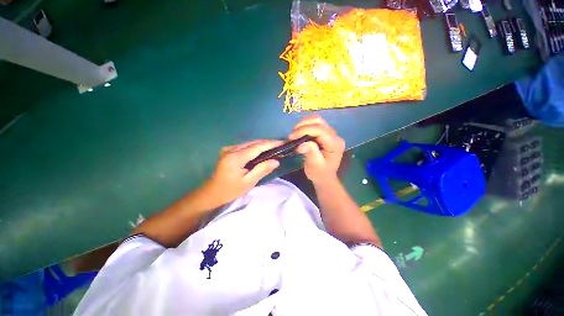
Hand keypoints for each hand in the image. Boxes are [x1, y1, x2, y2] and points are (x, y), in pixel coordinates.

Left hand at [201, 139, 282, 205]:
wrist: (212, 192)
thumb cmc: (230, 190)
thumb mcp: (248, 182)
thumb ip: (262, 170)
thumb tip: (276, 161)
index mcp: (235, 158)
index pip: (257, 147)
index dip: (271, 144)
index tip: (283, 143)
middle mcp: (231, 149)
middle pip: (254, 143)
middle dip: (268, 143)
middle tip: (281, 147)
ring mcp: (229, 148)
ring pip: (250, 143)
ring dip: (262, 145)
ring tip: (274, 149)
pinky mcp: (229, 150)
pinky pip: (246, 146)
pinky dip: (255, 148)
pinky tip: (262, 152)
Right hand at [288, 115, 344, 183]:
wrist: (325, 177)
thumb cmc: (319, 173)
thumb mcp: (314, 165)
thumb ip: (310, 152)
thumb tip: (302, 143)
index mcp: (334, 144)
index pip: (320, 130)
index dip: (304, 130)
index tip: (291, 137)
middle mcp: (335, 136)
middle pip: (319, 121)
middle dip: (303, 125)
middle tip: (292, 135)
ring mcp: (331, 134)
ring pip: (317, 120)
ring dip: (304, 125)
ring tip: (295, 134)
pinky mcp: (326, 134)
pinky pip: (315, 125)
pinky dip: (305, 126)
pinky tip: (299, 134)